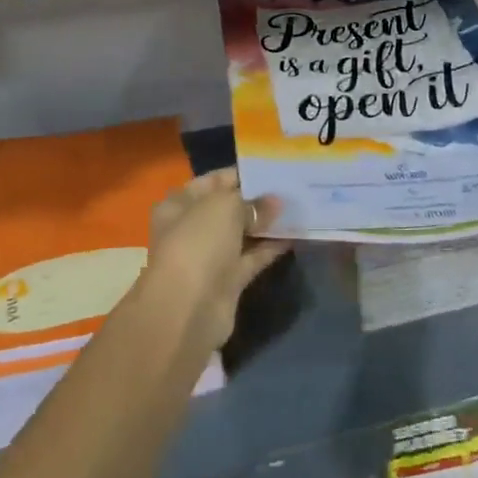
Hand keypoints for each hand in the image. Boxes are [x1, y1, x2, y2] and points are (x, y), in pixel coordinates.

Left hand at [144, 168, 290, 349]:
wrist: (188, 309)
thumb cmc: (198, 243)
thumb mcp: (224, 207)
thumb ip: (251, 201)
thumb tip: (274, 202)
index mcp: (179, 204)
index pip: (213, 180)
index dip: (241, 174)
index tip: (272, 169)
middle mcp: (191, 227)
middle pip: (228, 208)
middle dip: (257, 199)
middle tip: (291, 188)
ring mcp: (209, 256)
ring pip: (242, 234)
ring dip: (266, 224)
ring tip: (298, 208)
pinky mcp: (227, 280)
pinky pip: (252, 257)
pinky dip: (270, 247)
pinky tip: (295, 234)